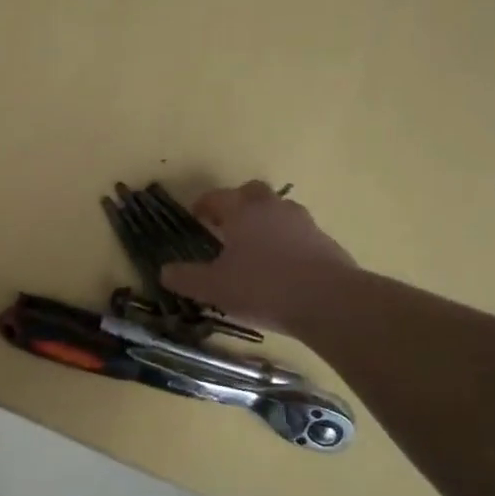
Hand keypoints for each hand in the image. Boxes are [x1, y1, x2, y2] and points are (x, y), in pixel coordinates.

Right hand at [160, 181, 356, 334]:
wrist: (330, 302)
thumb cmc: (263, 287)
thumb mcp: (214, 287)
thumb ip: (186, 278)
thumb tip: (164, 271)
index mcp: (243, 211)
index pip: (217, 197)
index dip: (203, 205)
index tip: (196, 216)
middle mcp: (273, 208)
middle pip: (253, 193)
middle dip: (238, 205)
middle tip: (227, 227)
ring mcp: (304, 224)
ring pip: (279, 213)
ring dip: (265, 224)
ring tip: (255, 250)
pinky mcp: (326, 244)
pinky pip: (299, 236)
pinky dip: (287, 245)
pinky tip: (282, 270)